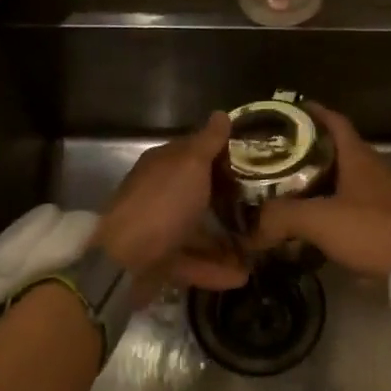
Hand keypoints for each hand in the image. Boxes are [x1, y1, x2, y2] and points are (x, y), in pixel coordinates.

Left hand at [96, 113, 247, 290]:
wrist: (124, 262)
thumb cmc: (162, 205)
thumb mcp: (190, 165)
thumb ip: (208, 142)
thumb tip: (221, 114)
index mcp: (164, 166)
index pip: (196, 152)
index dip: (224, 155)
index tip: (257, 163)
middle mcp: (160, 193)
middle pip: (199, 193)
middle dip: (229, 200)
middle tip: (265, 206)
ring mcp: (159, 229)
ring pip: (198, 230)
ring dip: (227, 240)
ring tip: (258, 247)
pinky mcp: (161, 262)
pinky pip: (193, 262)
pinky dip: (216, 269)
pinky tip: (242, 276)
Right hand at [252, 103, 390, 277]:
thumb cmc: (372, 229)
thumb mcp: (319, 219)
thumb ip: (281, 217)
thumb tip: (250, 227)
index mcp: (358, 156)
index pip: (334, 121)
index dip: (312, 113)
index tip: (287, 112)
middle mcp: (372, 168)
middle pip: (336, 149)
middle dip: (307, 149)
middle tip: (275, 155)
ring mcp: (382, 194)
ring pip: (344, 177)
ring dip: (319, 179)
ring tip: (287, 187)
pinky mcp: (387, 218)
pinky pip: (352, 202)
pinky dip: (331, 204)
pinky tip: (315, 219)